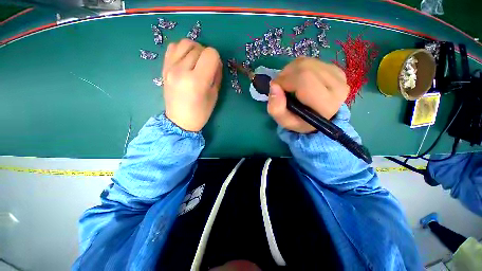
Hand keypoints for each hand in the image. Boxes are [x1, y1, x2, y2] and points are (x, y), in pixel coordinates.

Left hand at [162, 39, 222, 131]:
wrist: (179, 120)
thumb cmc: (201, 112)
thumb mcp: (214, 95)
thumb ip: (217, 75)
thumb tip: (216, 62)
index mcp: (197, 81)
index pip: (210, 54)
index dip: (216, 59)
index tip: (216, 67)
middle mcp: (181, 71)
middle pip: (199, 48)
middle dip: (207, 55)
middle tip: (207, 67)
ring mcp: (170, 67)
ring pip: (186, 43)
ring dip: (195, 49)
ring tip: (197, 61)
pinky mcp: (164, 67)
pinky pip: (173, 47)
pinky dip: (183, 49)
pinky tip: (186, 59)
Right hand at [267, 57, 348, 132]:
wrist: (317, 117)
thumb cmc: (300, 121)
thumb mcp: (284, 121)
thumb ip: (276, 108)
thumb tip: (274, 86)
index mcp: (326, 104)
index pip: (304, 79)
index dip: (284, 80)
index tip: (275, 87)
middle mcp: (337, 87)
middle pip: (305, 68)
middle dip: (286, 74)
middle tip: (279, 85)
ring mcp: (338, 76)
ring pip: (307, 62)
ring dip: (290, 70)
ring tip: (287, 83)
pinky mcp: (336, 69)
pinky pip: (311, 61)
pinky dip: (298, 68)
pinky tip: (297, 79)